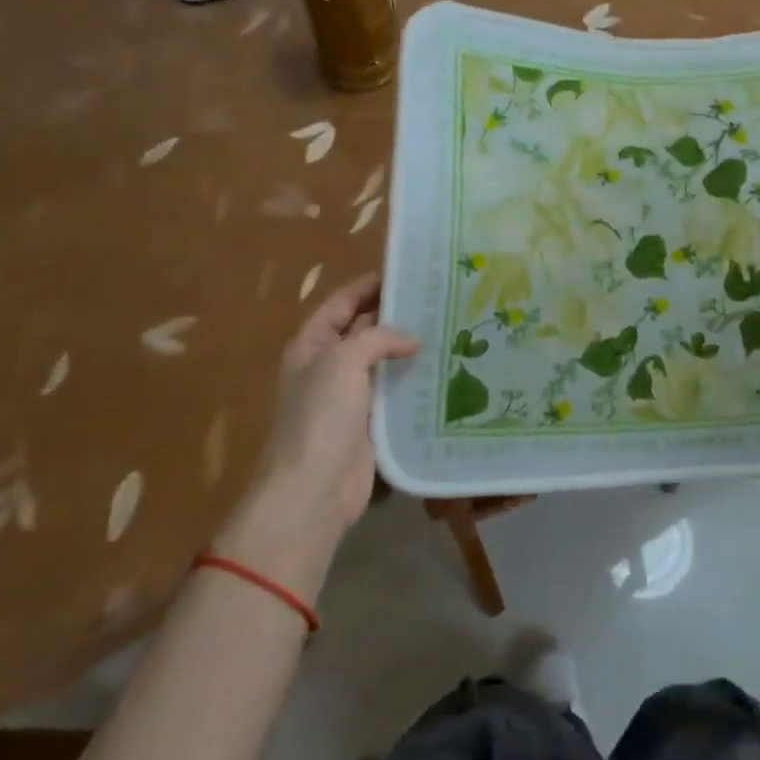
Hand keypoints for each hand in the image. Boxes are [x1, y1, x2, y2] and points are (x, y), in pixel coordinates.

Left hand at [213, 274, 417, 594]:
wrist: (314, 488)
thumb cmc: (321, 416)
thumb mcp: (343, 361)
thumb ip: (377, 338)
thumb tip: (412, 339)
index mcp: (311, 345)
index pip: (341, 302)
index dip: (368, 285)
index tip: (406, 270)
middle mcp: (328, 364)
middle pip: (363, 328)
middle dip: (395, 313)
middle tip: (437, 297)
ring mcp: (349, 394)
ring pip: (383, 359)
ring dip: (408, 346)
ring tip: (448, 326)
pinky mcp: (370, 420)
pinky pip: (394, 389)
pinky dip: (414, 377)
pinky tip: (444, 367)